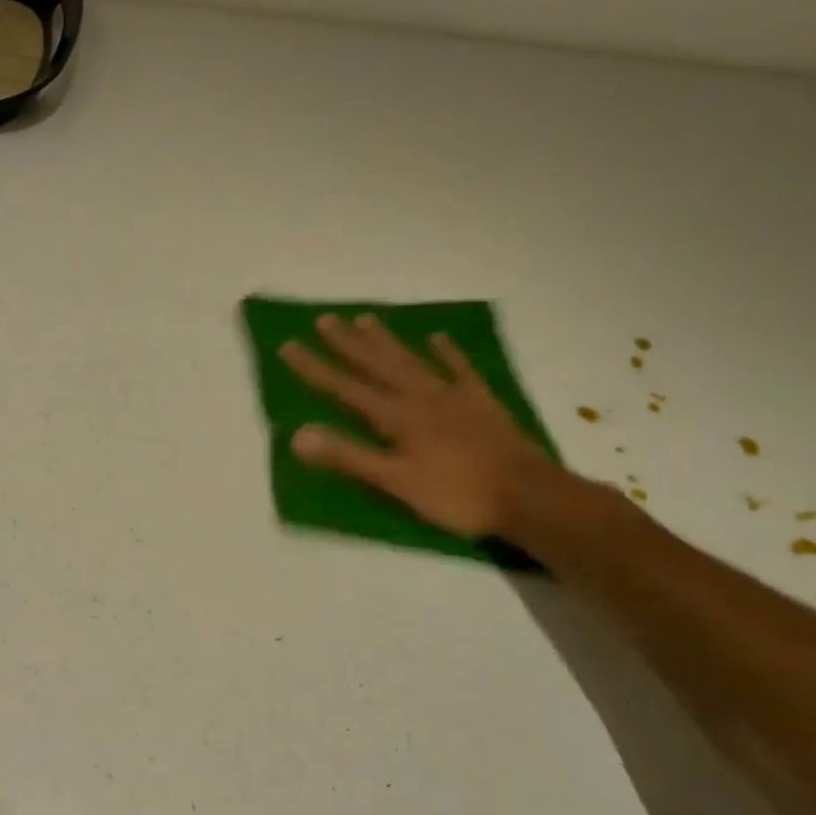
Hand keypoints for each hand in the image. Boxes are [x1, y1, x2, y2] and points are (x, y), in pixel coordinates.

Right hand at [278, 313, 553, 538]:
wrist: (527, 496)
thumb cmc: (455, 495)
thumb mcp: (395, 482)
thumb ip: (348, 457)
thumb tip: (298, 434)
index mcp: (397, 417)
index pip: (345, 388)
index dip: (315, 368)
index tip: (288, 345)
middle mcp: (420, 397)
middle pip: (377, 364)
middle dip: (347, 343)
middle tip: (325, 318)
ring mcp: (453, 396)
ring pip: (412, 361)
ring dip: (387, 341)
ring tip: (366, 319)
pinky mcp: (481, 403)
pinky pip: (460, 370)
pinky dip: (448, 353)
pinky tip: (438, 337)